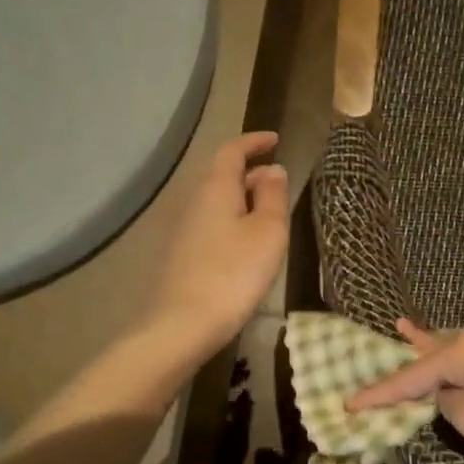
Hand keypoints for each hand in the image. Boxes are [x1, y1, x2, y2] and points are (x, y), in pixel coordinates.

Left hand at [147, 131, 289, 358]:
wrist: (184, 324)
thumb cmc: (234, 273)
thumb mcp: (268, 232)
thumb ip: (273, 196)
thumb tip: (273, 171)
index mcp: (215, 188)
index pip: (232, 151)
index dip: (254, 142)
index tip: (275, 139)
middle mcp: (194, 201)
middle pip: (222, 175)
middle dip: (251, 172)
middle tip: (279, 181)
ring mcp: (185, 229)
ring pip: (217, 201)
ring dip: (243, 198)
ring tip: (268, 213)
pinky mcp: (183, 255)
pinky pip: (212, 223)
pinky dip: (233, 220)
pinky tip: (247, 244)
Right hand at [347, 318, 463, 463]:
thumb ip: (447, 403)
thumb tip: (444, 392)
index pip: (411, 375)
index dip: (379, 392)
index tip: (349, 403)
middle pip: (435, 347)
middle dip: (409, 349)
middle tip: (385, 333)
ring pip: (460, 345)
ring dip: (436, 347)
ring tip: (410, 331)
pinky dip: (462, 357)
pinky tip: (459, 351)